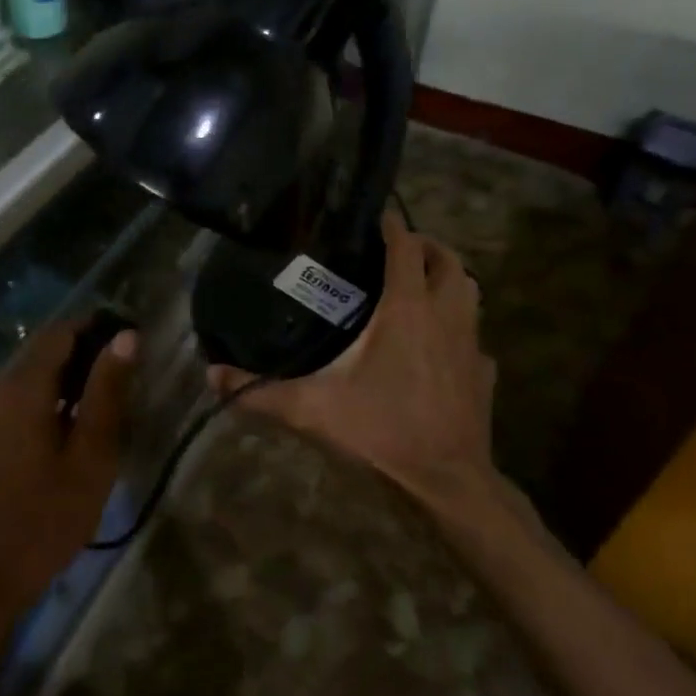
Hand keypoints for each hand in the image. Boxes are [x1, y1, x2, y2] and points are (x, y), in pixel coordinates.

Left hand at [0, 321, 135, 624]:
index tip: (130, 343)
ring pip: (30, 376)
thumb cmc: (44, 518)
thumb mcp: (91, 457)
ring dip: (66, 380)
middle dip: (84, 355)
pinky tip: (67, 430)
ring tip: (102, 407)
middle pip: (44, 351)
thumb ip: (107, 392)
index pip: (63, 332)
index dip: (97, 328)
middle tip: (124, 381)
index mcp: (23, 386)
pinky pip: (16, 399)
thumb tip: (126, 336)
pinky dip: (45, 400)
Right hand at [212, 212, 495, 506]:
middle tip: (399, 249)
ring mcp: (472, 343)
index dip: (393, 225)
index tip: (376, 215)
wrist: (446, 480)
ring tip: (420, 284)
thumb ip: (259, 391)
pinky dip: (459, 327)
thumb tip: (211, 376)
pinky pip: (475, 335)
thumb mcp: (312, 409)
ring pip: (470, 291)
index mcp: (407, 309)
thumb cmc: (381, 431)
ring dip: (449, 279)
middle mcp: (445, 315)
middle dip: (427, 246)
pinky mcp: (484, 372)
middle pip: (449, 260)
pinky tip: (439, 345)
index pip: (406, 247)